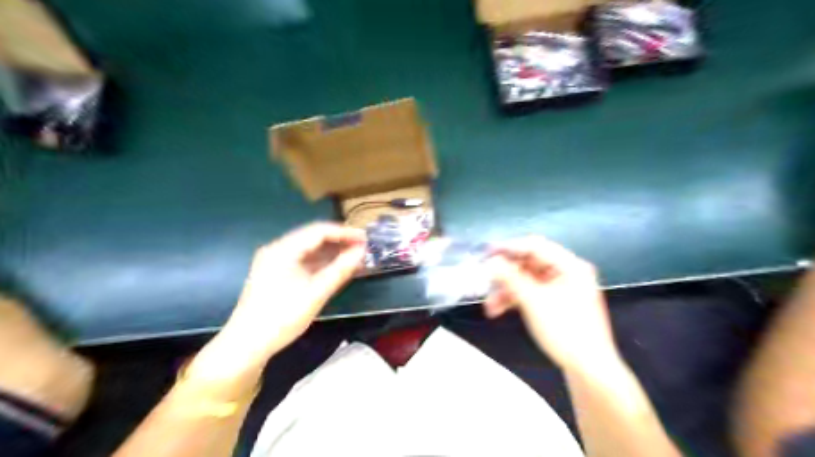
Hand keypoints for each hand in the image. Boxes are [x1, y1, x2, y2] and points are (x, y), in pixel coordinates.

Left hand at [189, 222, 364, 382]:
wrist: (246, 345)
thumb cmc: (281, 318)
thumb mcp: (316, 294)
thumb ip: (340, 270)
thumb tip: (362, 252)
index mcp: (283, 250)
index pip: (319, 231)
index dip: (345, 233)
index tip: (366, 239)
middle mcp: (278, 249)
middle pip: (313, 237)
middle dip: (340, 242)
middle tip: (364, 248)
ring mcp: (275, 261)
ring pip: (309, 249)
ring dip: (332, 252)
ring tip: (355, 257)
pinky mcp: (277, 272)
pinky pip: (303, 261)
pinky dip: (321, 263)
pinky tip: (336, 268)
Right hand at [486, 236, 621, 373]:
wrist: (589, 370)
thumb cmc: (565, 331)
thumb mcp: (533, 301)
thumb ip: (510, 278)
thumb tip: (490, 262)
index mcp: (570, 265)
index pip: (535, 246)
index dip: (509, 248)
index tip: (486, 253)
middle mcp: (566, 272)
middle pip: (529, 264)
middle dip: (505, 274)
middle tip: (485, 280)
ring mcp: (561, 288)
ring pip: (527, 280)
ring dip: (506, 290)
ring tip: (489, 305)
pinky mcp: (556, 303)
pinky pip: (531, 293)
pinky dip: (515, 299)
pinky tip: (498, 310)